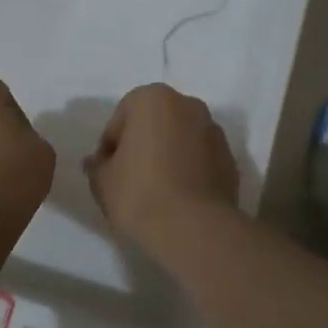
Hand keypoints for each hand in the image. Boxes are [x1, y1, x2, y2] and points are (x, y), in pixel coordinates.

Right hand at [83, 84, 239, 257]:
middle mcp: (188, 105)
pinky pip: (200, 160)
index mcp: (153, 99)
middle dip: (142, 145)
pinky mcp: (230, 160)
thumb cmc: (139, 193)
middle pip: (155, 123)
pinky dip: (189, 171)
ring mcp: (214, 131)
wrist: (194, 228)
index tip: (107, 171)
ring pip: (180, 140)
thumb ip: (97, 166)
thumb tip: (97, 162)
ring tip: (156, 190)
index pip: (121, 119)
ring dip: (168, 156)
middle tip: (130, 177)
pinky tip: (178, 198)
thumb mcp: (102, 181)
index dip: (110, 146)